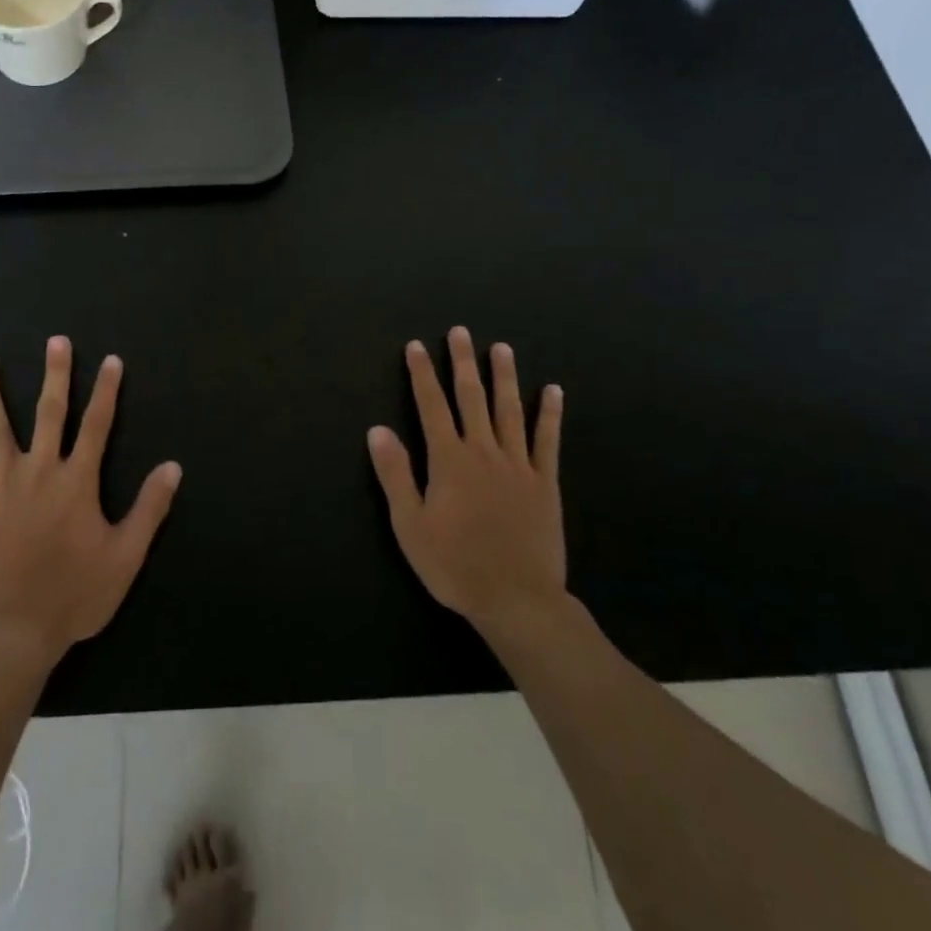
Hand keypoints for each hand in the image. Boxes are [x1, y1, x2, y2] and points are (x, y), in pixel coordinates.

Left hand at [0, 336, 181, 663]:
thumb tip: (173, 466)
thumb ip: (149, 508)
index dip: (105, 391)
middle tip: (55, 340)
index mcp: (77, 481)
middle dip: (55, 375)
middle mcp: (40, 472)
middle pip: (49, 414)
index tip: (110, 360)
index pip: (97, 425)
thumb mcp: (125, 555)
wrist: (16, 629)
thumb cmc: (75, 594)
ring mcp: (1, 486)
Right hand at [367, 326, 567, 640]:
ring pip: (509, 410)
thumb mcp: (410, 524)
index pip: (431, 406)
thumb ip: (395, 474)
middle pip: (471, 398)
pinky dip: (549, 414)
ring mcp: (518, 465)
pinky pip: (548, 441)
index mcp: (448, 461)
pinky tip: (553, 391)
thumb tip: (377, 429)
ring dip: (504, 377)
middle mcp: (483, 452)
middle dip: (463, 363)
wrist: (517, 599)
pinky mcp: (544, 483)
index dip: (422, 374)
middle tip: (460, 331)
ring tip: (501, 348)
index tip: (416, 346)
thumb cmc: (454, 565)